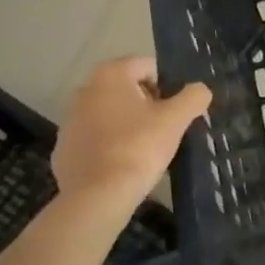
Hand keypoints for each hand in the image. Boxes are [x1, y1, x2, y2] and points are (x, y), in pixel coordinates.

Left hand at [52, 57, 210, 203]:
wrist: (96, 197)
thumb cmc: (138, 148)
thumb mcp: (176, 119)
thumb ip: (193, 96)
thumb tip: (200, 90)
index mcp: (110, 74)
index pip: (148, 66)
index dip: (169, 86)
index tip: (177, 110)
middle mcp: (85, 89)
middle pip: (128, 89)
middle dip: (149, 104)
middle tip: (166, 128)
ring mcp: (70, 120)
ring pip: (111, 113)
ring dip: (130, 124)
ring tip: (147, 149)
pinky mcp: (64, 148)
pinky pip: (96, 138)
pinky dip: (111, 144)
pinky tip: (124, 165)